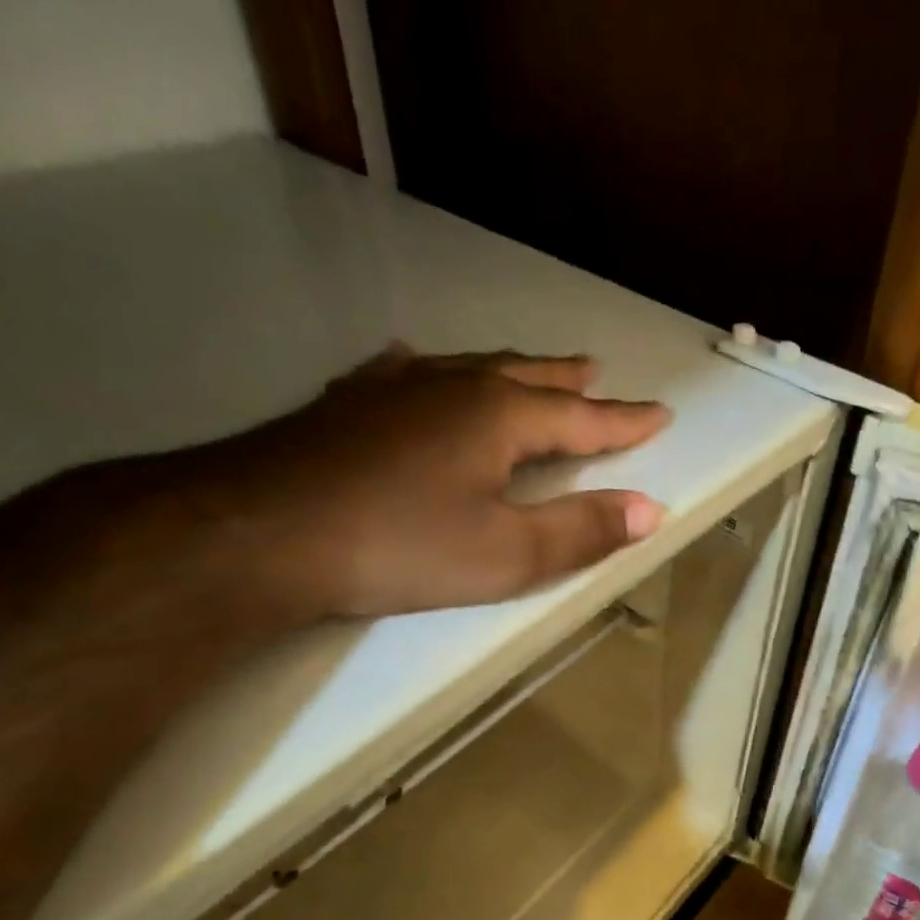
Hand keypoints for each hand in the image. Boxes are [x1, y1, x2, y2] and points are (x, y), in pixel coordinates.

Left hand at [191, 347, 670, 621]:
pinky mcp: (347, 405)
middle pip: (527, 377)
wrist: (260, 530)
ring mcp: (394, 389)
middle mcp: (453, 386)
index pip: (581, 419)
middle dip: (568, 381)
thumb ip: (581, 531)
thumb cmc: (399, 545)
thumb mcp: (505, 554)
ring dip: (509, 368)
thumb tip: (651, 509)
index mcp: (499, 417)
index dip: (623, 422)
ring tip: (531, 367)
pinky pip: (401, 374)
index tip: (659, 414)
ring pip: (467, 367)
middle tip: (597, 371)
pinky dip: (425, 370)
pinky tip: (411, 364)